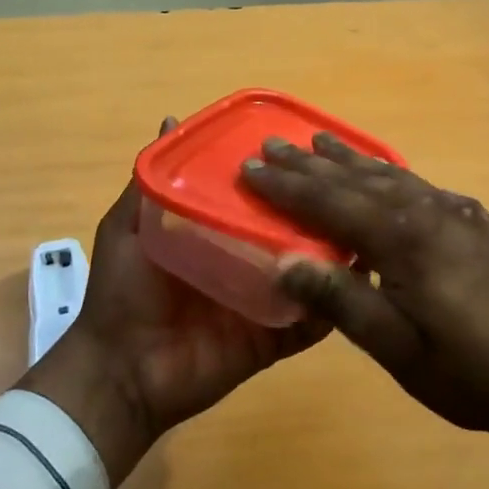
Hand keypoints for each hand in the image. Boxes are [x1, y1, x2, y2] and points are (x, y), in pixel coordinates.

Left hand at [19, 121, 328, 483]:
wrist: (122, 369)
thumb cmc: (124, 291)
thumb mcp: (129, 225)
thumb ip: (151, 181)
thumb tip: (171, 119)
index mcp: (217, 231)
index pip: (258, 197)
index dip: (282, 176)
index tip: (311, 149)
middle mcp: (245, 260)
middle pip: (289, 232)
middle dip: (317, 213)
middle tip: (352, 188)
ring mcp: (262, 300)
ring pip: (308, 273)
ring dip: (334, 257)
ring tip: (366, 229)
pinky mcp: (273, 338)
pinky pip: (309, 323)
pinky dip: (333, 308)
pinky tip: (357, 285)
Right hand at [241, 134, 488, 488]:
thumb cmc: (470, 374)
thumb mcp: (397, 348)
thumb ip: (341, 300)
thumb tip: (283, 259)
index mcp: (406, 240)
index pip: (332, 203)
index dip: (287, 187)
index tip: (250, 168)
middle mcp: (431, 212)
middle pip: (359, 180)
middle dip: (312, 164)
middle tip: (273, 144)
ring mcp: (459, 214)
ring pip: (393, 176)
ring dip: (351, 160)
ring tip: (319, 142)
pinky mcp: (479, 224)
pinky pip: (421, 186)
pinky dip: (390, 174)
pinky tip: (385, 174)